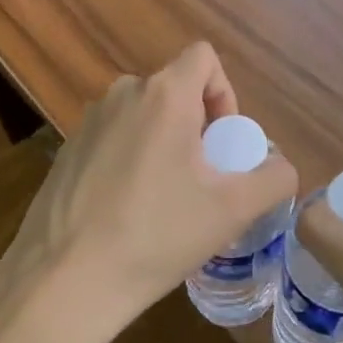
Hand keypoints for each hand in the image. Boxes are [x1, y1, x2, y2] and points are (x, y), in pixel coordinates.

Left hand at [0, 43, 296, 342]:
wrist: (61, 285)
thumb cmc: (155, 236)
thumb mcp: (232, 211)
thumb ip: (273, 179)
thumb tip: (282, 168)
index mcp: (164, 94)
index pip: (204, 57)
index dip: (225, 92)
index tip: (222, 143)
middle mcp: (123, 93)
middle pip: (175, 88)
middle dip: (197, 125)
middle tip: (201, 179)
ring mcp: (88, 122)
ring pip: (143, 114)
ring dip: (164, 142)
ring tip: (165, 199)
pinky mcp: (65, 151)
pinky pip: (114, 138)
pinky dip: (130, 159)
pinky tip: (126, 212)